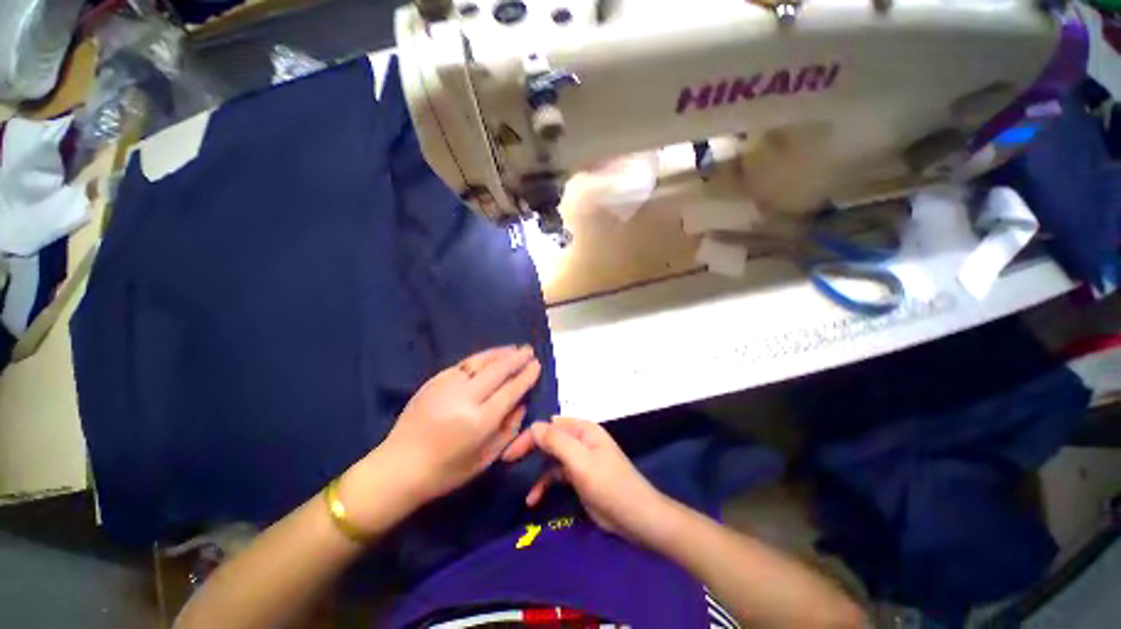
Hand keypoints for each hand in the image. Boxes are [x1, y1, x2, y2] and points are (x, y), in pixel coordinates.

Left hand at [372, 345, 541, 505]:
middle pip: (498, 370)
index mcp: (480, 421)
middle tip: (529, 351)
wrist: (398, 467)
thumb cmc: (446, 471)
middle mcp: (465, 398)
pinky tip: (490, 356)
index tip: (537, 365)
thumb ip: (509, 430)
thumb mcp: (486, 459)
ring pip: (481, 361)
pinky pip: (464, 363)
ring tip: (514, 348)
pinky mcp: (434, 380)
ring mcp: (447, 385)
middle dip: (517, 358)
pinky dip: (481, 357)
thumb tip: (521, 403)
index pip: (511, 390)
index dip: (526, 375)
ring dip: (500, 353)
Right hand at [502, 417, 670, 542]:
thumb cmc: (609, 485)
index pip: (550, 425)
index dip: (530, 436)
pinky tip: (533, 498)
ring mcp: (579, 459)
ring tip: (517, 479)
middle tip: (507, 461)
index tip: (509, 452)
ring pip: (551, 457)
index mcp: (583, 429)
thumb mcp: (581, 462)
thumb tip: (533, 426)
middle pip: (549, 438)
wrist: (635, 518)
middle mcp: (580, 440)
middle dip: (530, 448)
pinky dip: (544, 483)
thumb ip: (556, 442)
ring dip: (535, 468)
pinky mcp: (579, 477)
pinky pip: (556, 475)